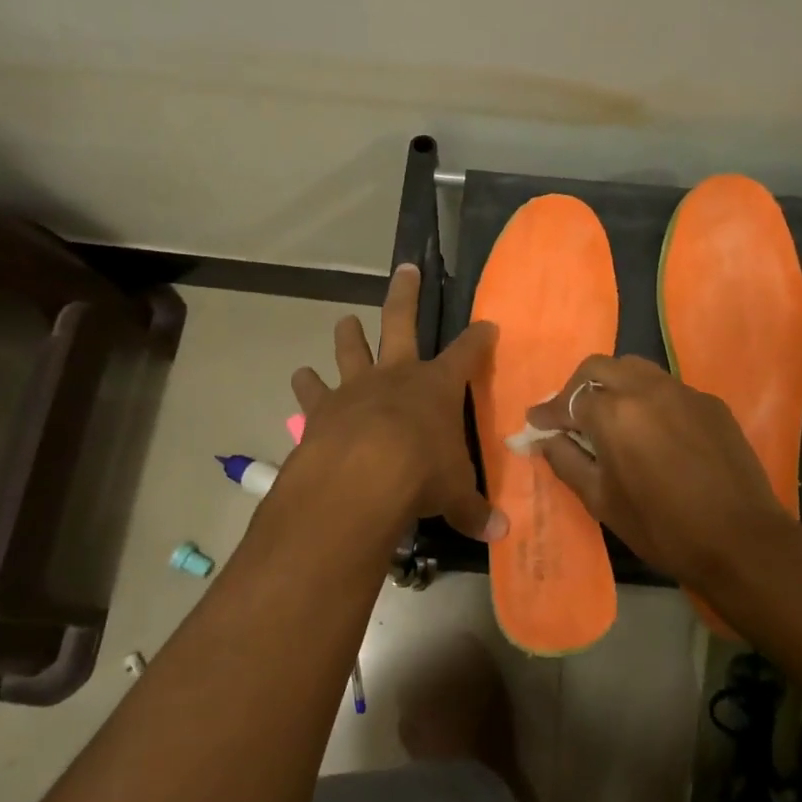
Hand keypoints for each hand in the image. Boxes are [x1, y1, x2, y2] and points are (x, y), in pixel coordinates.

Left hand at [289, 264, 505, 543]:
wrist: (360, 479)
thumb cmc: (421, 476)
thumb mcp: (455, 495)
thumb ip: (473, 509)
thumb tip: (500, 533)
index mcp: (437, 386)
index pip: (467, 353)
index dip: (479, 338)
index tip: (487, 324)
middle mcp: (396, 375)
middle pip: (402, 321)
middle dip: (407, 293)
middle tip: (406, 268)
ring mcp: (355, 387)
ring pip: (350, 348)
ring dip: (348, 335)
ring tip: (345, 323)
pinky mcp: (321, 409)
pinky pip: (311, 390)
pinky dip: (306, 384)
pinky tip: (301, 378)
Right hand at [526, 355, 795, 592]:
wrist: (742, 541)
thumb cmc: (663, 528)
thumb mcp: (602, 501)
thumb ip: (567, 462)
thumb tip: (547, 439)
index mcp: (614, 414)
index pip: (569, 400)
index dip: (548, 413)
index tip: (535, 423)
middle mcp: (646, 389)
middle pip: (599, 368)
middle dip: (577, 388)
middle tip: (570, 416)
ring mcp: (683, 392)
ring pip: (635, 369)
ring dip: (613, 384)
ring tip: (609, 416)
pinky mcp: (710, 403)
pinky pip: (667, 387)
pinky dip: (647, 399)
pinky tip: (652, 430)